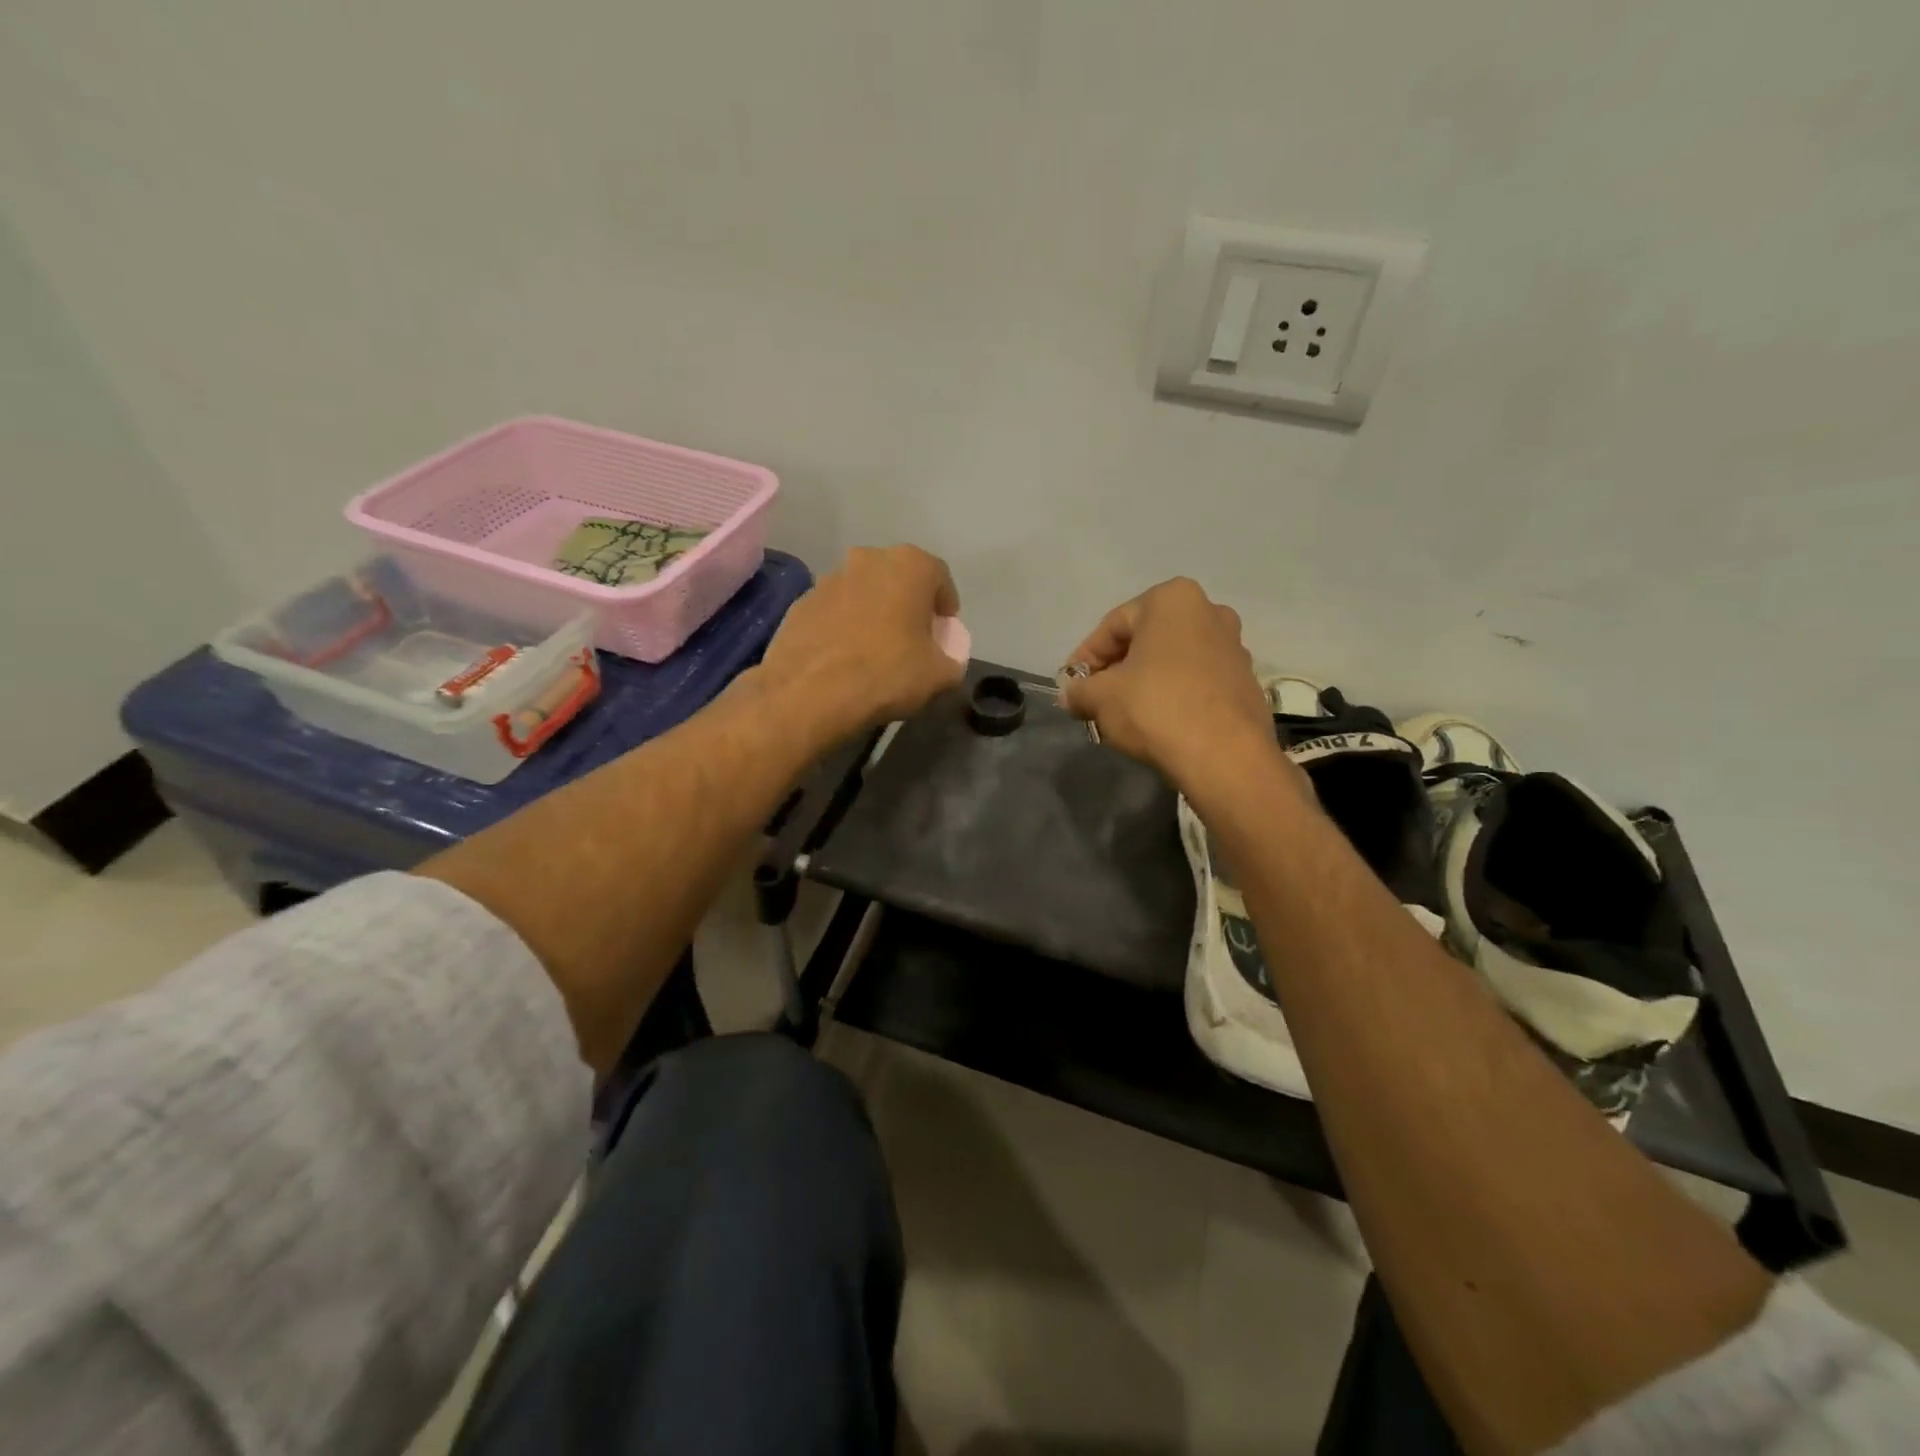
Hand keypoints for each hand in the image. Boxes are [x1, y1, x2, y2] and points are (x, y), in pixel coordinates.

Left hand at [756, 545, 965, 750]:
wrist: (809, 693)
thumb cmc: (886, 674)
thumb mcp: (940, 676)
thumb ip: (952, 660)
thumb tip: (946, 660)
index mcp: (909, 565)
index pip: (939, 576)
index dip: (945, 604)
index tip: (944, 629)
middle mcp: (868, 559)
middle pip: (898, 578)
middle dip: (908, 603)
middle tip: (913, 636)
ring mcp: (829, 578)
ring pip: (864, 591)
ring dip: (874, 611)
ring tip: (876, 648)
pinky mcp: (801, 602)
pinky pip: (835, 610)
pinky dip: (844, 625)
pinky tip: (845, 656)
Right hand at [1062, 578, 1289, 798]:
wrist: (1226, 757)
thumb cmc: (1156, 708)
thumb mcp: (1100, 697)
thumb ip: (1079, 690)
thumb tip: (1071, 696)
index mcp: (1173, 600)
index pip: (1112, 625)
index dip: (1085, 658)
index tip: (1072, 686)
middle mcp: (1210, 613)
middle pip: (1146, 640)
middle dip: (1117, 669)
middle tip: (1095, 699)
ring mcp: (1234, 648)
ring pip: (1173, 661)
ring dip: (1145, 682)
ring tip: (1124, 714)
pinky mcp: (1246, 683)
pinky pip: (1197, 683)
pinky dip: (1174, 696)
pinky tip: (1158, 724)